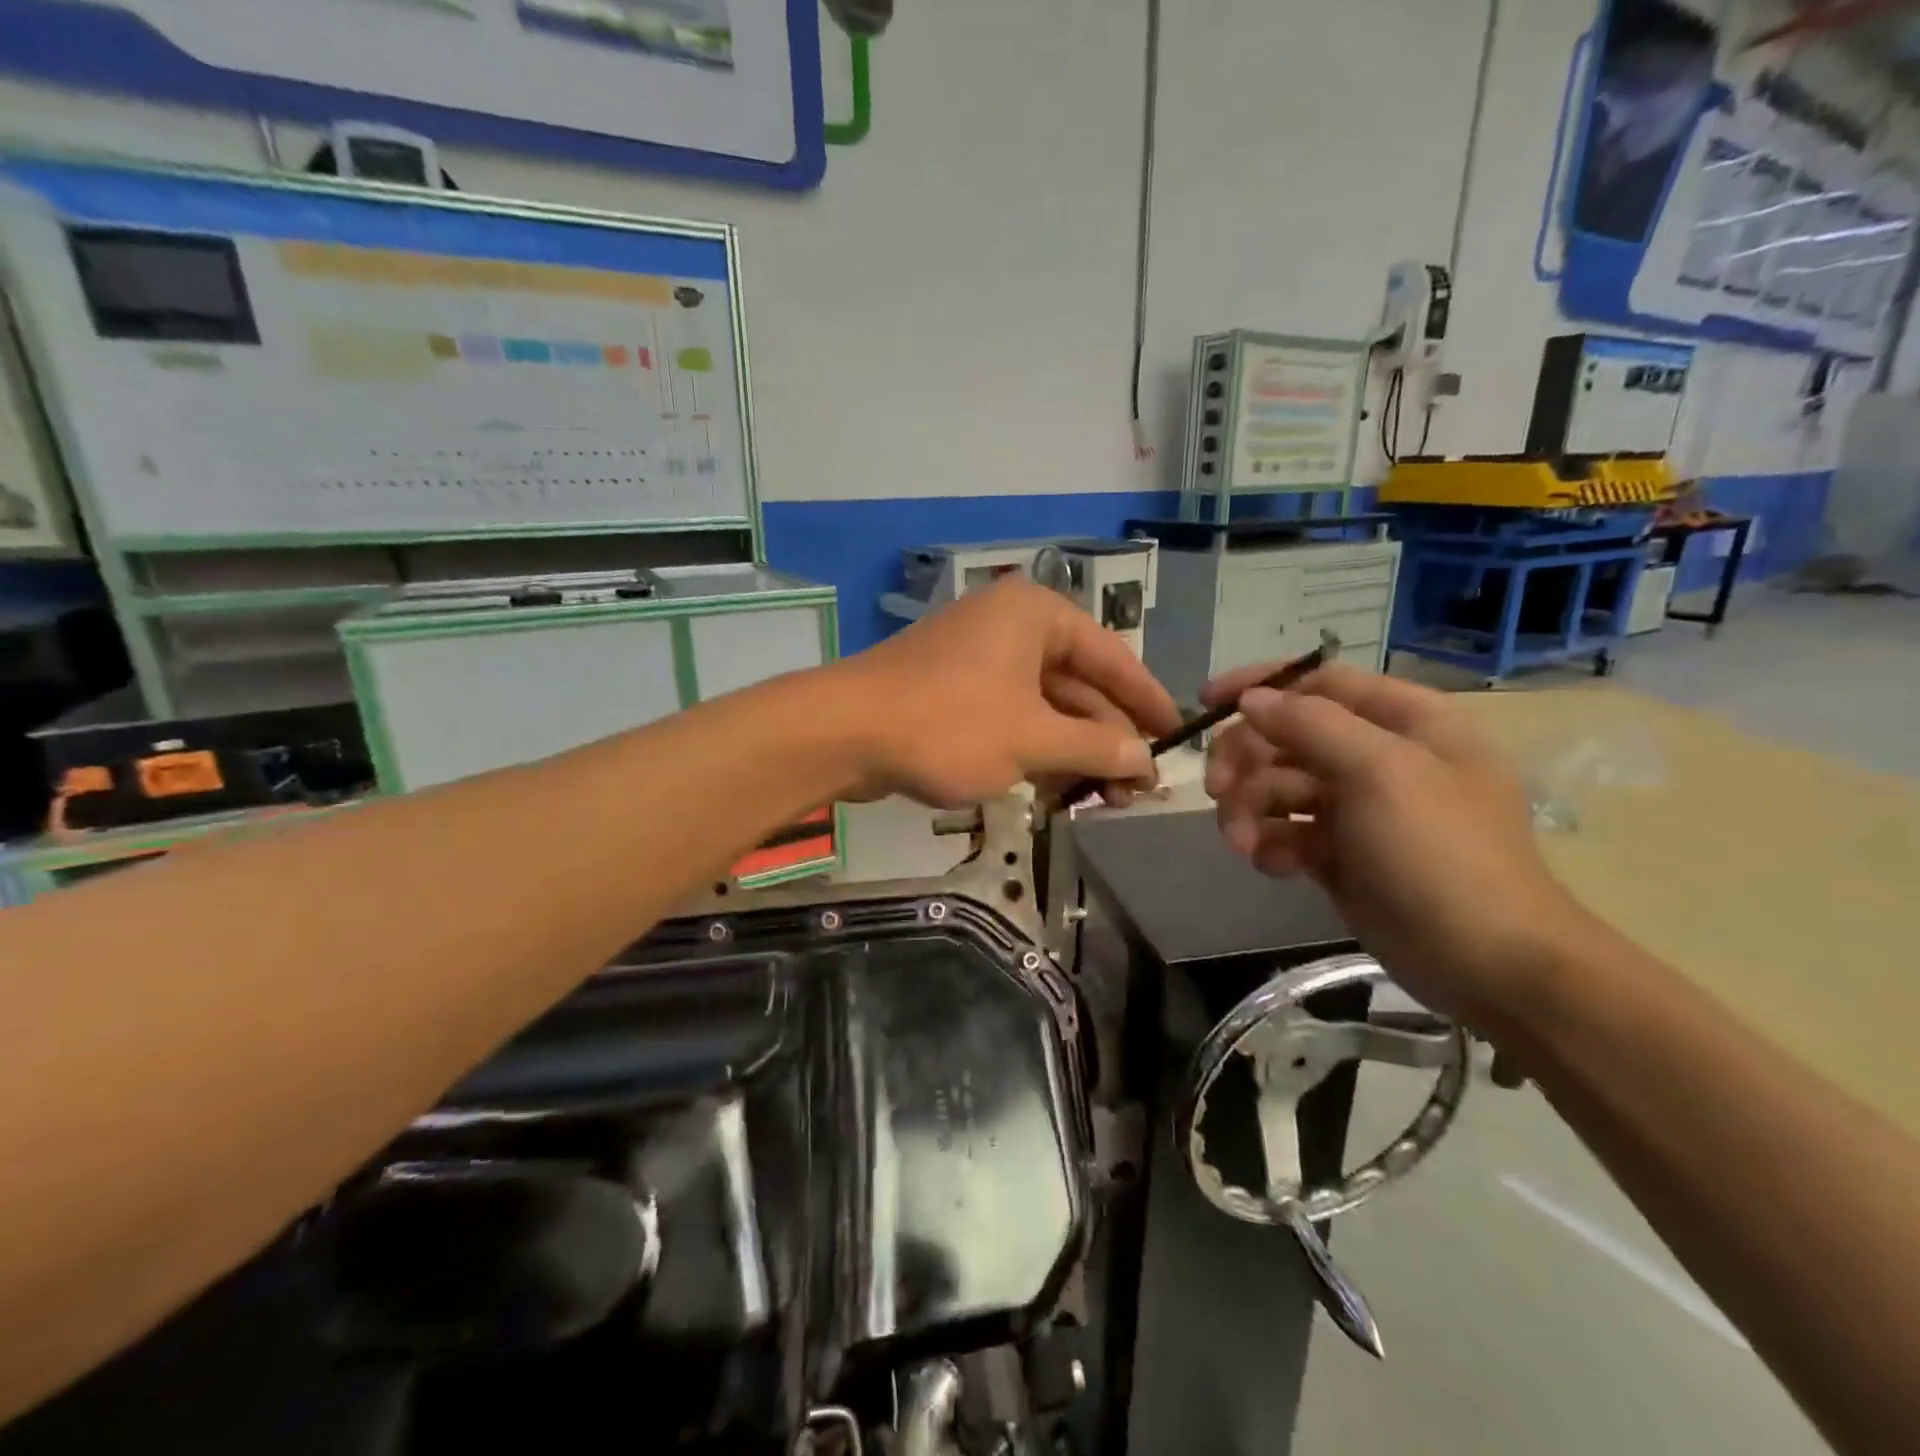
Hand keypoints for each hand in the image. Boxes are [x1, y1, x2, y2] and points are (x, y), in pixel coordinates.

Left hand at [833, 578, 1181, 808]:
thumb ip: (1095, 747)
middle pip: (1078, 683)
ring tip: (1101, 800)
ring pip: (1043, 705)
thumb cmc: (950, 725)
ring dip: (1071, 752)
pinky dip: (1033, 751)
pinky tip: (1054, 791)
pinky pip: (1010, 716)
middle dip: (1106, 738)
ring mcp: (978, 657)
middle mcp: (1011, 625)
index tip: (1178, 735)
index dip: (1147, 700)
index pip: (1112, 656)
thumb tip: (1145, 759)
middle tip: (1135, 789)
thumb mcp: (1033, 740)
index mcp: (1037, 615)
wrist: (844, 732)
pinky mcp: (953, 689)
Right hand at [1202, 662, 1590, 1024]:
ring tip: (1242, 845)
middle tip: (1216, 790)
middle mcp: (1380, 756)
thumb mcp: (1380, 772)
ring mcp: (1359, 808)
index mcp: (1406, 721)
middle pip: (1288, 736)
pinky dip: (1270, 844)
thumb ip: (1310, 724)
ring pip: (1279, 787)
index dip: (1261, 686)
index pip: (1320, 682)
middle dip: (1246, 761)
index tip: (1207, 703)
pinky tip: (1272, 866)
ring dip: (1250, 810)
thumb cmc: (1440, 853)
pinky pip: (1287, 832)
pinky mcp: (1340, 853)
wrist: (1486, 963)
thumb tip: (1251, 700)